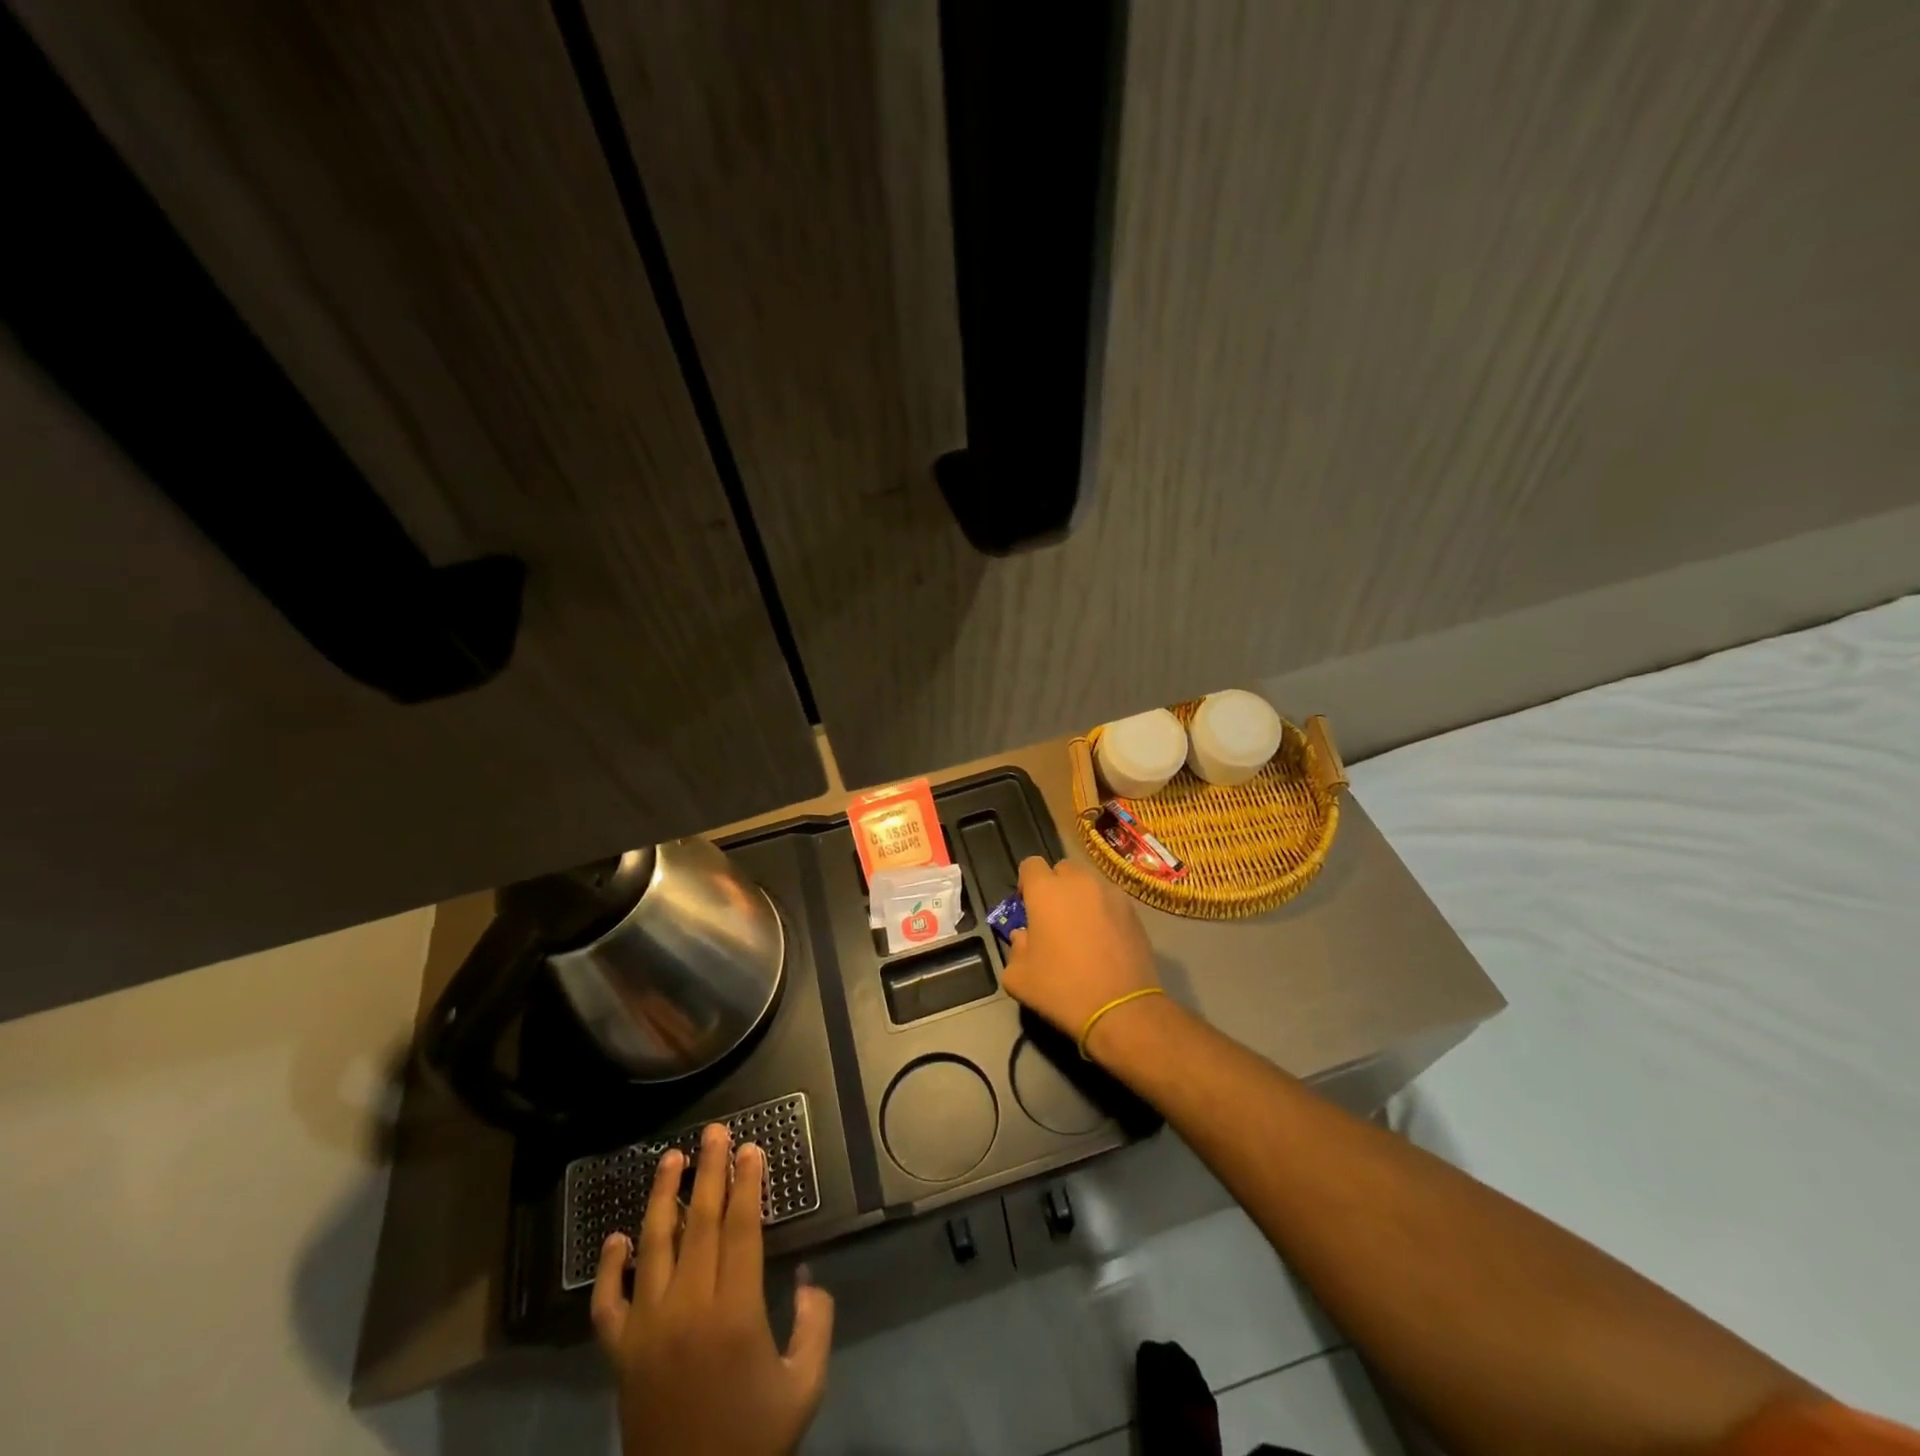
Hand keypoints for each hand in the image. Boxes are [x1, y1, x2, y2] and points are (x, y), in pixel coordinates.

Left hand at [592, 1124, 834, 1455]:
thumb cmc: (753, 1443)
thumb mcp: (804, 1387)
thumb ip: (815, 1324)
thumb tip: (809, 1277)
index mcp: (735, 1313)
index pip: (740, 1229)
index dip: (747, 1184)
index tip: (751, 1148)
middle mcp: (688, 1309)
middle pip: (699, 1224)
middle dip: (709, 1171)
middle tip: (715, 1131)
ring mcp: (647, 1330)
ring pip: (653, 1247)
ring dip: (662, 1198)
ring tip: (671, 1158)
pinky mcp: (619, 1355)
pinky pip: (608, 1303)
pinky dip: (609, 1268)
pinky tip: (617, 1238)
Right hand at [1000, 856, 1161, 1055]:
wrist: (1121, 1008)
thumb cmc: (1062, 989)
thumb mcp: (1018, 978)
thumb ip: (1014, 949)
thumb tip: (1024, 937)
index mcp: (1046, 891)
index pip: (1030, 865)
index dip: (1026, 882)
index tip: (1027, 905)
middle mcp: (1079, 882)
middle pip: (1062, 869)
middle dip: (1055, 886)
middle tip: (1053, 917)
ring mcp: (1110, 894)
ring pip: (1089, 883)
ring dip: (1080, 897)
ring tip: (1081, 928)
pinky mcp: (1133, 910)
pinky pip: (1110, 900)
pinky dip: (1103, 910)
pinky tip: (1104, 939)